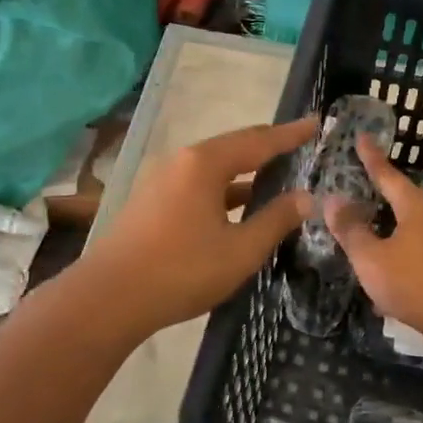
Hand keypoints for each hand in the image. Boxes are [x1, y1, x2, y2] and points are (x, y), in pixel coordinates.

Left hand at [84, 116, 317, 335]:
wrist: (107, 299)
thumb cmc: (181, 271)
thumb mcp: (241, 250)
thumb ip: (276, 220)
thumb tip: (306, 197)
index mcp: (204, 163)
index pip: (258, 141)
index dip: (290, 134)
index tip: (315, 123)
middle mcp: (181, 162)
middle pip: (233, 147)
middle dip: (267, 146)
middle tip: (298, 144)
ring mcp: (161, 180)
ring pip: (213, 168)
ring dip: (245, 171)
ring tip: (275, 174)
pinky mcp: (151, 202)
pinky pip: (198, 184)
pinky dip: (224, 189)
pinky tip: (237, 206)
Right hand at [325, 135, 422, 347]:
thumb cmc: (413, 282)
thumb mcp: (371, 257)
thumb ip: (351, 229)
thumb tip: (333, 200)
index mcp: (414, 208)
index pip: (388, 175)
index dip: (372, 158)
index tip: (362, 137)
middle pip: (402, 196)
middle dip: (381, 188)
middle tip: (360, 178)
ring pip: (409, 221)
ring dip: (388, 219)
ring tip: (367, 218)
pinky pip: (415, 242)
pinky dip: (396, 242)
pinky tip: (384, 259)